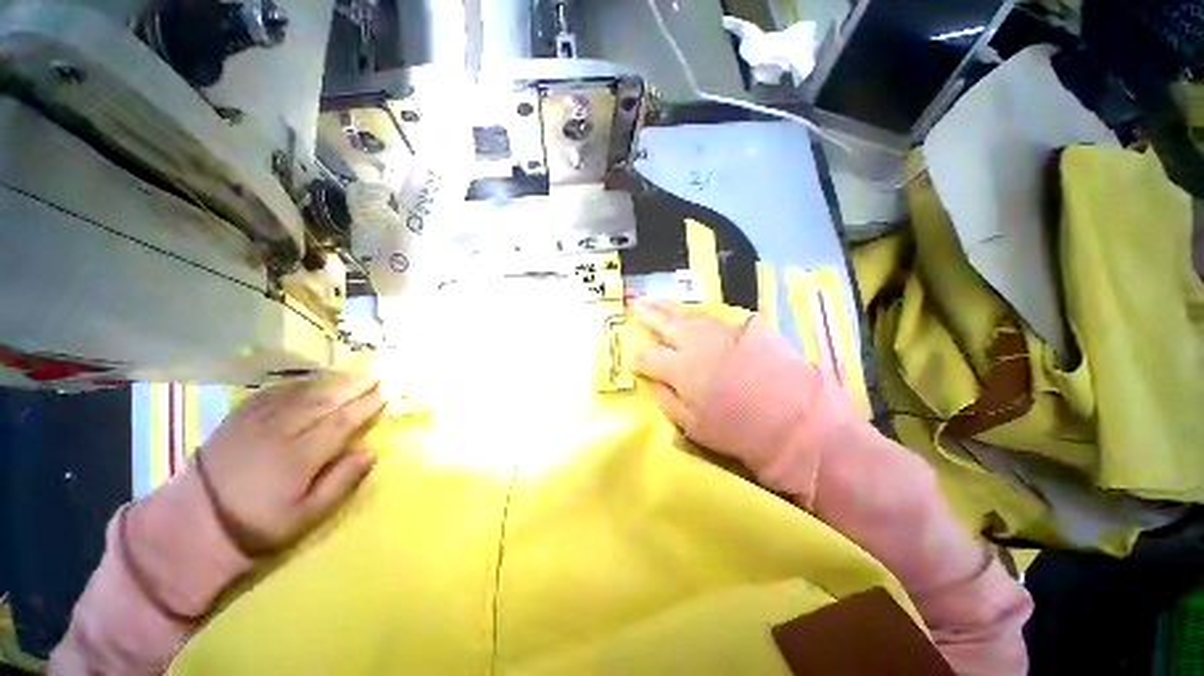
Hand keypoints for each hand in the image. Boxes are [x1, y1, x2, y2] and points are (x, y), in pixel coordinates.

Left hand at [197, 374, 385, 554]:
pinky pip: (273, 392)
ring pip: (300, 392)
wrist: (197, 523)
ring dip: (329, 381)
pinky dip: (297, 384)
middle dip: (352, 387)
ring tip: (350, 376)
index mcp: (300, 456)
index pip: (341, 421)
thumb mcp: (307, 516)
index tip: (384, 396)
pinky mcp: (238, 418)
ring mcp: (256, 421)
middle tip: (373, 378)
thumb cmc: (259, 524)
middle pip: (323, 400)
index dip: (365, 407)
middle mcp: (280, 431)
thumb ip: (341, 482)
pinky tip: (309, 382)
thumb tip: (370, 451)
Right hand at [630, 300, 751, 430]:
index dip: (637, 358)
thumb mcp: (693, 426)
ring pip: (690, 317)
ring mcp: (723, 331)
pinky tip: (693, 318)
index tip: (633, 361)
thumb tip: (653, 381)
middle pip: (666, 323)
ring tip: (658, 303)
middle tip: (636, 305)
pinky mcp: (746, 328)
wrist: (798, 420)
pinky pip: (714, 319)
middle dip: (648, 315)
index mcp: (680, 368)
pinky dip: (699, 318)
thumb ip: (667, 400)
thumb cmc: (739, 431)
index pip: (648, 357)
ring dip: (670, 310)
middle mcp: (697, 342)